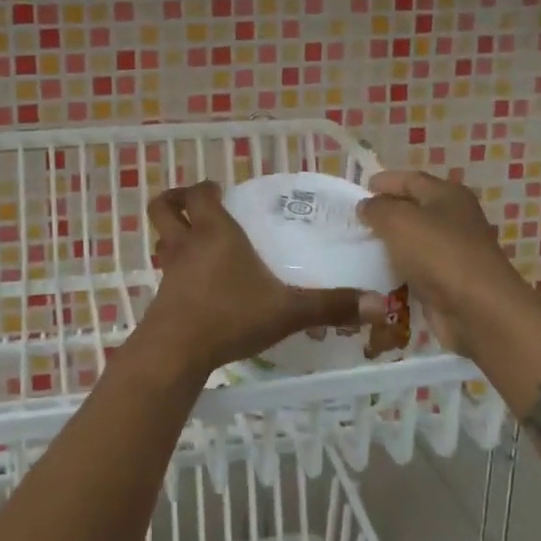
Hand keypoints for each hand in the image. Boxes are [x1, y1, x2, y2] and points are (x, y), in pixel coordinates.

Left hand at [136, 181, 382, 379]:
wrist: (176, 351)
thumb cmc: (230, 315)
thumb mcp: (287, 310)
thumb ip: (330, 305)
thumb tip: (379, 305)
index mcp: (214, 232)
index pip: (200, 194)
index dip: (206, 188)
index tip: (220, 191)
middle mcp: (187, 243)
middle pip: (164, 207)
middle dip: (176, 201)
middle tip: (197, 206)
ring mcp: (169, 270)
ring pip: (162, 238)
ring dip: (174, 234)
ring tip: (196, 242)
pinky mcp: (161, 296)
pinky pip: (166, 270)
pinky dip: (176, 268)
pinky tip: (197, 286)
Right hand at [358, 170, 524, 350]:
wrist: (478, 310)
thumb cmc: (438, 253)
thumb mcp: (398, 220)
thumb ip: (377, 208)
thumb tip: (366, 206)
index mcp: (447, 195)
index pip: (410, 179)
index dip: (384, 181)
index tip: (357, 191)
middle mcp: (454, 219)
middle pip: (413, 208)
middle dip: (384, 212)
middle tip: (353, 220)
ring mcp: (454, 251)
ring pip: (413, 240)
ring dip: (389, 243)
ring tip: (358, 246)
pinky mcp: (449, 281)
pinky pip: (417, 268)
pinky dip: (398, 269)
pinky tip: (375, 273)